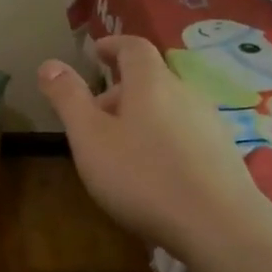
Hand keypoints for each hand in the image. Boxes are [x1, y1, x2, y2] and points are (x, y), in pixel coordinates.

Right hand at [37, 36, 257, 254]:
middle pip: (150, 79)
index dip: (112, 45)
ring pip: (168, 107)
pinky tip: (154, 172)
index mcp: (151, 83)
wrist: (219, 226)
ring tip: (120, 148)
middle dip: (119, 91)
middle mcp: (185, 93)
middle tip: (93, 117)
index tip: (95, 52)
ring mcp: (209, 123)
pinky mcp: (223, 153)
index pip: (133, 47)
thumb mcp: (90, 138)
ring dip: (141, 116)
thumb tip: (49, 64)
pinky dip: (162, 138)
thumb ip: (68, 99)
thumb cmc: (143, 176)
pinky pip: (184, 133)